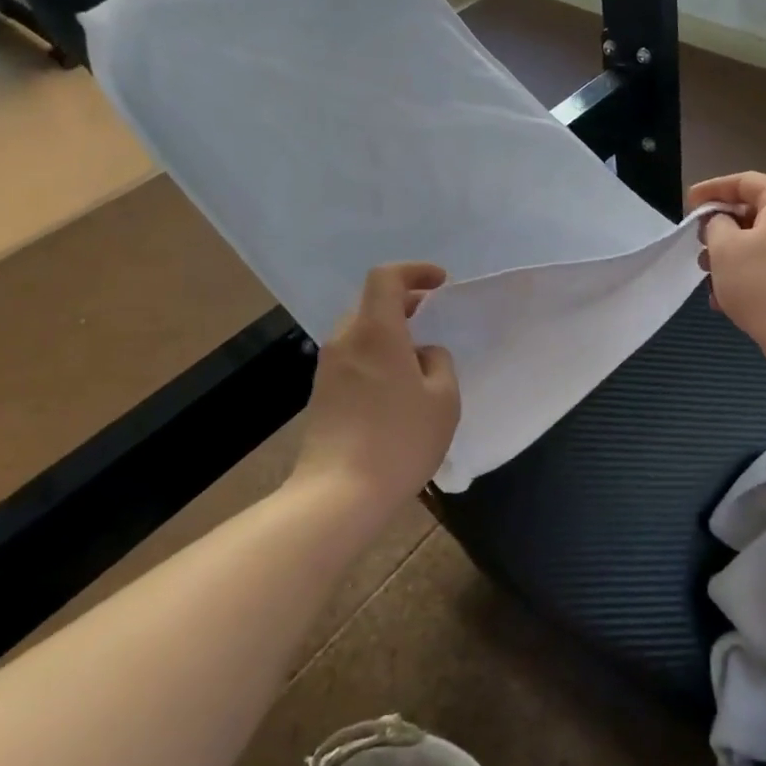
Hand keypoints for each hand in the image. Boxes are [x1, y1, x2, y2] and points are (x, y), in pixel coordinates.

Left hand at [292, 262, 459, 514]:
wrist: (339, 494)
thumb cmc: (399, 440)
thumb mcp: (443, 400)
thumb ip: (439, 363)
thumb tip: (422, 354)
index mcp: (375, 331)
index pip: (385, 278)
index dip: (414, 271)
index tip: (440, 282)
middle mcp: (346, 340)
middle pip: (371, 303)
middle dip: (404, 302)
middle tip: (433, 315)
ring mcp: (328, 368)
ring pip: (360, 332)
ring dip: (389, 331)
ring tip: (418, 356)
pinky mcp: (322, 394)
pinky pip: (353, 358)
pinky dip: (376, 355)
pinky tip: (396, 386)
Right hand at [690, 172, 765, 368]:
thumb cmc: (763, 284)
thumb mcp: (725, 248)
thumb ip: (715, 224)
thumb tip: (722, 223)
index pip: (746, 181)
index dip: (713, 189)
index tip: (689, 204)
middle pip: (756, 213)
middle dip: (721, 229)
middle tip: (698, 246)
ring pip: (763, 244)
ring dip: (732, 256)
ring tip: (708, 279)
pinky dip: (750, 275)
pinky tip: (727, 301)